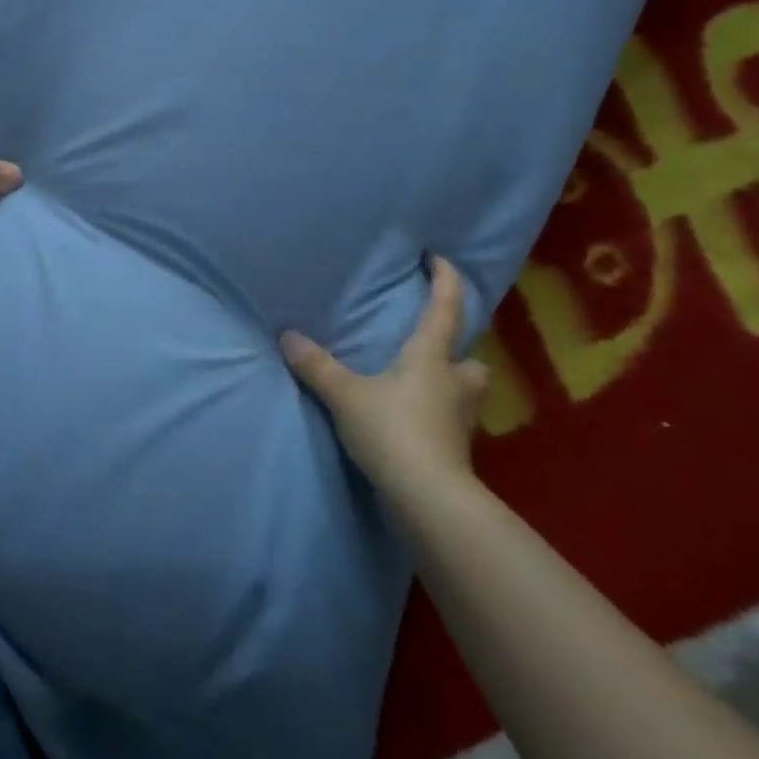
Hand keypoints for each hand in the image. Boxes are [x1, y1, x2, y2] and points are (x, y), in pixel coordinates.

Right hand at [279, 258, 489, 496]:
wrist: (429, 499)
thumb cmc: (393, 431)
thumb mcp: (346, 395)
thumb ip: (316, 366)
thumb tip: (287, 335)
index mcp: (431, 358)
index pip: (445, 309)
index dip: (446, 281)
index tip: (440, 259)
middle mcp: (454, 384)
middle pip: (471, 360)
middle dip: (458, 352)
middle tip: (434, 349)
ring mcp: (459, 421)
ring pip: (465, 394)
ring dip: (450, 386)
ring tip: (419, 386)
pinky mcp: (455, 452)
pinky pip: (450, 423)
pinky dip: (436, 418)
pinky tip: (412, 423)